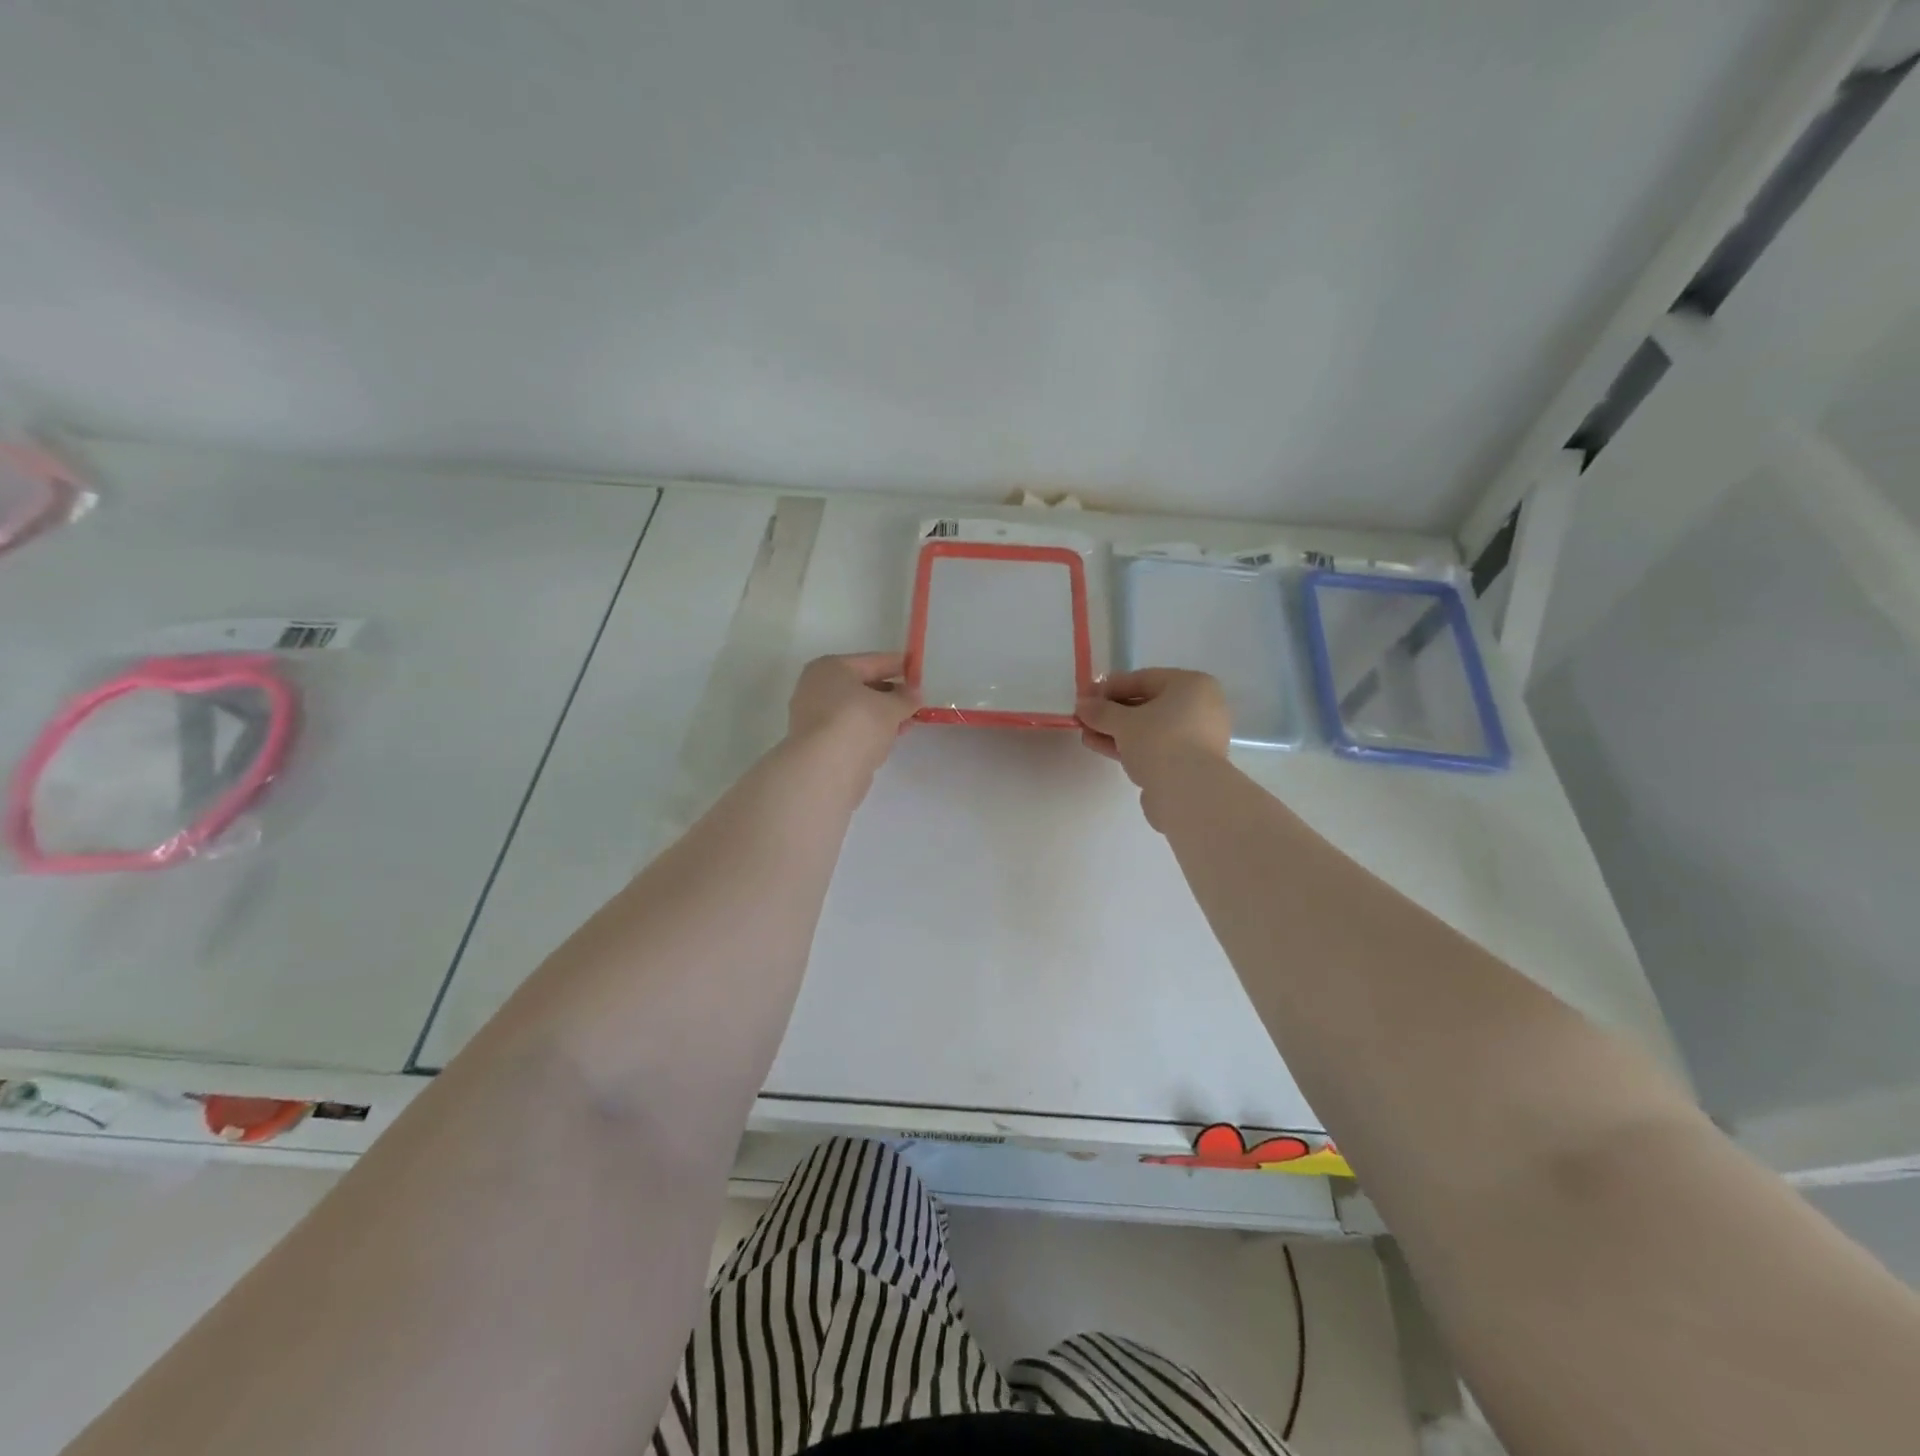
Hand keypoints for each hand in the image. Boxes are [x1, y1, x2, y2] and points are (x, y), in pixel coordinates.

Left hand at [786, 652, 919, 784]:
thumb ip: (906, 698)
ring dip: (882, 717)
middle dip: (891, 695)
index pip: (872, 661)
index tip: (918, 673)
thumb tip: (914, 694)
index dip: (898, 666)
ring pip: (856, 711)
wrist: (825, 769)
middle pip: (862, 687)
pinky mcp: (818, 744)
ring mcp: (813, 717)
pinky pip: (850, 731)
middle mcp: (816, 688)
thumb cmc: (858, 723)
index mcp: (830, 668)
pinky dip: (868, 733)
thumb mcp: (891, 707)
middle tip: (915, 703)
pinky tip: (887, 741)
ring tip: (907, 724)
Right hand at [1076, 668, 1231, 787]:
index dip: (1109, 687)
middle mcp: (1201, 707)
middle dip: (1112, 713)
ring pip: (1150, 729)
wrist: (1187, 792)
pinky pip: (1156, 747)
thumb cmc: (1159, 741)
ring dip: (1117, 732)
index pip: (1143, 679)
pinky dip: (1131, 747)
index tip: (1085, 698)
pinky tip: (1103, 748)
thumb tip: (1082, 705)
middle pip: (1147, 705)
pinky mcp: (1191, 763)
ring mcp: (1198, 737)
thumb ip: (1100, 711)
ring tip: (1088, 737)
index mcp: (1192, 685)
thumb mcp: (1123, 722)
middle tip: (1085, 719)